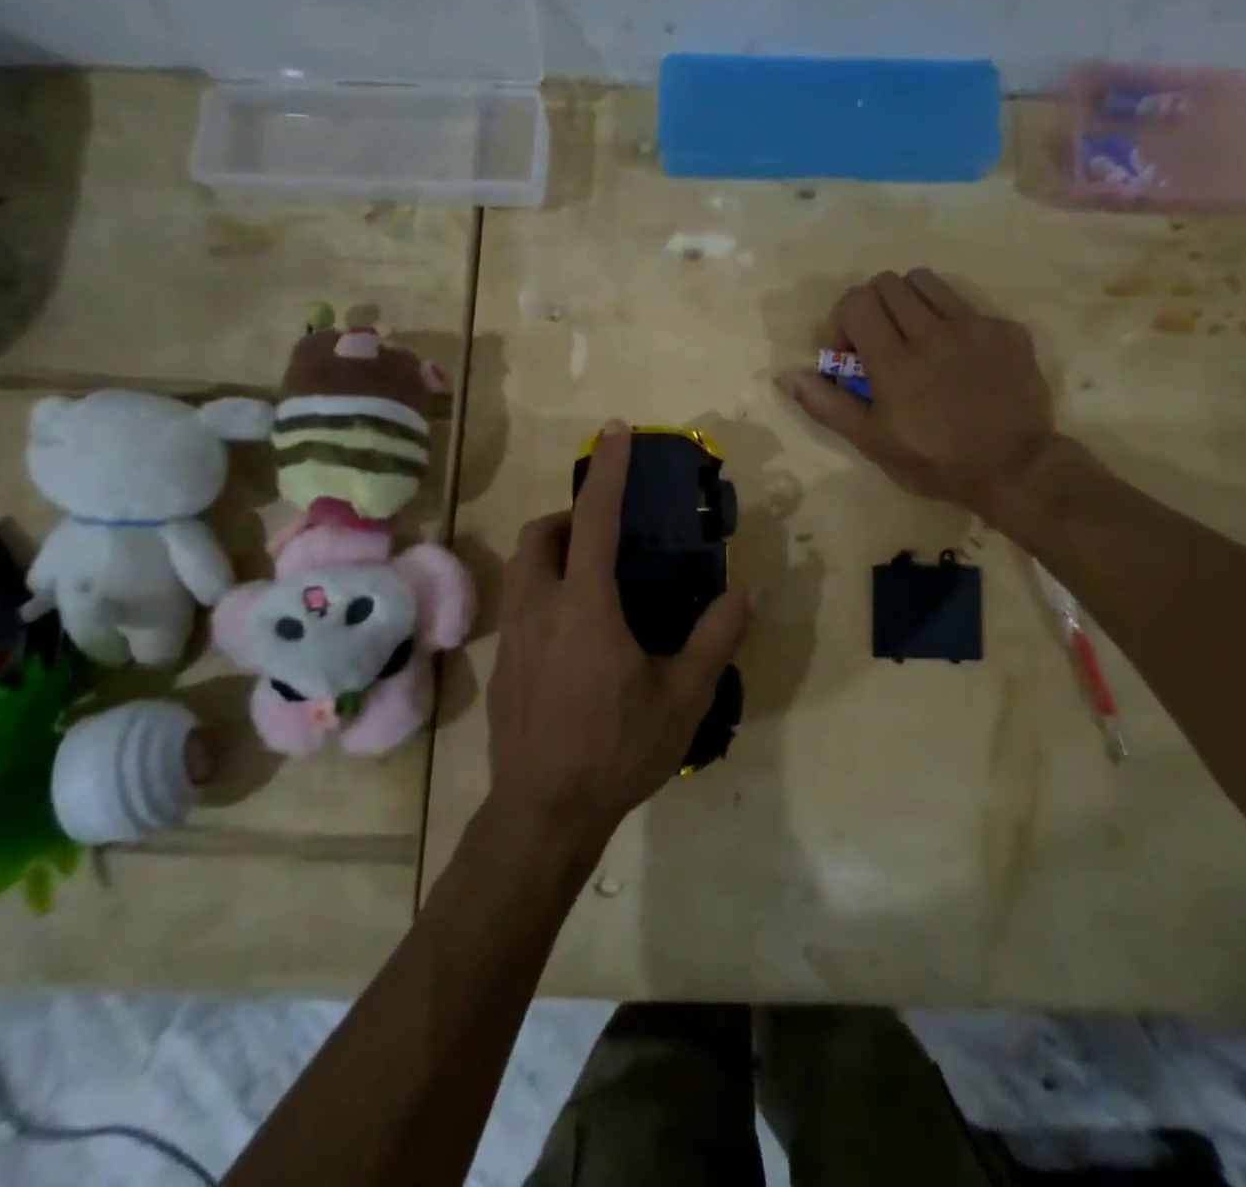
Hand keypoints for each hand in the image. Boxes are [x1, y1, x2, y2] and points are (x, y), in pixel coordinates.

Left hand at [486, 421, 752, 847]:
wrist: (543, 813)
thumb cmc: (617, 749)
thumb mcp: (683, 697)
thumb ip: (714, 639)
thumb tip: (743, 594)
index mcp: (586, 606)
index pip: (596, 519)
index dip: (608, 471)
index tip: (615, 431)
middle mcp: (541, 607)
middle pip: (541, 534)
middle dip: (569, 517)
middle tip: (605, 536)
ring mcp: (513, 636)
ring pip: (523, 567)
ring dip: (553, 553)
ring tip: (593, 580)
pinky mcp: (503, 663)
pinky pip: (520, 603)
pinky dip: (545, 591)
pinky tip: (575, 636)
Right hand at [775, 268, 1059, 520]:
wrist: (1014, 468)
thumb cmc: (934, 462)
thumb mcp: (872, 442)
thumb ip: (827, 404)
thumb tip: (786, 376)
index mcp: (894, 360)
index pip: (856, 301)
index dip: (844, 321)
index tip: (852, 355)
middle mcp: (932, 332)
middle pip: (887, 283)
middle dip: (874, 309)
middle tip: (882, 344)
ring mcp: (974, 326)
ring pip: (927, 281)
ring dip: (910, 302)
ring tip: (917, 337)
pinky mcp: (1006, 329)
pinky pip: (968, 305)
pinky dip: (953, 321)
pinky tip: (960, 358)